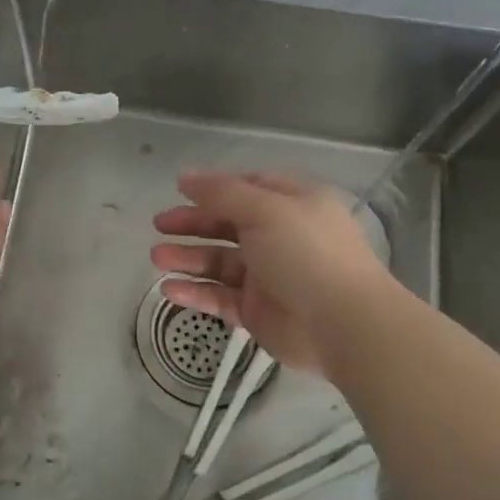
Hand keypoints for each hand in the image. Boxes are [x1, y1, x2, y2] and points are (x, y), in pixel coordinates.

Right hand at [151, 171, 392, 373]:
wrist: (343, 324)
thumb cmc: (306, 253)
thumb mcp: (264, 209)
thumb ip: (221, 192)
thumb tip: (185, 176)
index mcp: (292, 205)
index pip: (249, 188)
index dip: (214, 188)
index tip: (180, 191)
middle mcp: (280, 237)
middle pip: (228, 224)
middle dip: (193, 223)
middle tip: (159, 225)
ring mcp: (268, 276)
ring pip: (219, 262)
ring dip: (187, 258)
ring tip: (156, 257)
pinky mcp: (257, 311)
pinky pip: (219, 297)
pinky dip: (195, 292)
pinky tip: (168, 290)